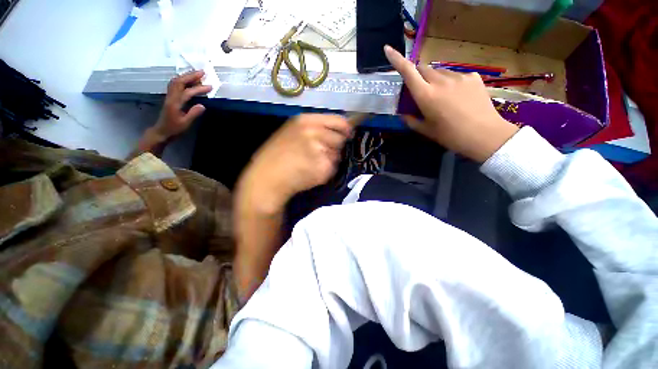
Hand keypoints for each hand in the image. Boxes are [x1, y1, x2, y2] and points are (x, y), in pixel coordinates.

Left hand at [153, 70, 211, 139]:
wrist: (161, 131)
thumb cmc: (174, 129)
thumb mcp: (185, 123)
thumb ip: (193, 114)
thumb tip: (202, 105)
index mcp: (175, 103)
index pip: (187, 92)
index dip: (199, 88)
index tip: (210, 86)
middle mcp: (171, 97)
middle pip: (179, 82)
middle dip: (191, 76)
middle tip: (202, 72)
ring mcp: (169, 96)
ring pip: (176, 82)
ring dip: (186, 76)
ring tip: (197, 74)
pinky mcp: (170, 98)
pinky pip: (175, 85)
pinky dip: (182, 80)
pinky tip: (188, 81)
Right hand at [237, 114, 352, 212]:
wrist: (266, 179)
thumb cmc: (275, 156)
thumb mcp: (291, 132)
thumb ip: (313, 128)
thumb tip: (337, 130)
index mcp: (305, 121)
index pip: (338, 121)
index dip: (345, 128)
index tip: (347, 133)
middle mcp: (315, 133)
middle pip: (340, 138)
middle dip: (334, 146)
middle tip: (319, 153)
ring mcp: (320, 151)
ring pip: (337, 154)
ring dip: (329, 159)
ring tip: (311, 164)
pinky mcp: (323, 168)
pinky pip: (332, 168)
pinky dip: (325, 172)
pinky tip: (311, 173)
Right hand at [384, 45, 518, 162]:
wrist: (483, 135)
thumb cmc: (449, 135)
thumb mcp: (425, 130)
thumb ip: (411, 120)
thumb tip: (403, 114)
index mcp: (425, 95)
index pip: (408, 72)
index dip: (397, 59)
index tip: (388, 49)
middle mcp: (440, 81)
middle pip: (423, 68)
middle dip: (418, 75)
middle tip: (421, 90)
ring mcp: (458, 76)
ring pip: (440, 72)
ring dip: (435, 80)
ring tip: (443, 97)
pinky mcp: (473, 76)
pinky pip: (456, 75)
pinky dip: (451, 83)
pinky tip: (458, 97)